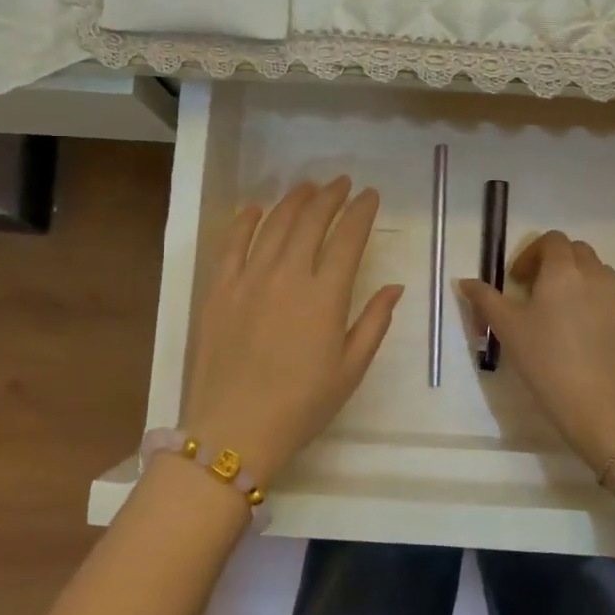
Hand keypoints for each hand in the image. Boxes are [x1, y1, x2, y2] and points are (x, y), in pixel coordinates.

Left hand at [186, 178, 402, 483]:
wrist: (234, 430)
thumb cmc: (301, 406)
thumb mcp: (350, 370)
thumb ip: (374, 323)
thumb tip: (394, 286)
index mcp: (325, 296)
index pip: (348, 237)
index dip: (361, 211)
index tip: (370, 195)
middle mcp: (288, 275)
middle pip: (311, 220)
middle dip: (331, 196)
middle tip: (342, 183)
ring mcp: (249, 278)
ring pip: (274, 223)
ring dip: (294, 200)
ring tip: (308, 187)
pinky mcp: (219, 288)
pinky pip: (232, 243)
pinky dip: (245, 220)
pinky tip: (255, 208)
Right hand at [460, 230, 614, 471]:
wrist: (602, 409)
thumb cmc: (547, 362)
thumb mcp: (508, 329)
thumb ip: (485, 299)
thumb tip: (466, 282)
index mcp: (565, 270)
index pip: (552, 240)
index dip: (532, 253)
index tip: (518, 281)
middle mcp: (598, 276)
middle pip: (578, 252)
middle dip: (556, 264)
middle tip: (537, 293)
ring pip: (600, 275)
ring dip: (580, 282)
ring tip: (563, 315)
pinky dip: (599, 307)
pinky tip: (585, 339)